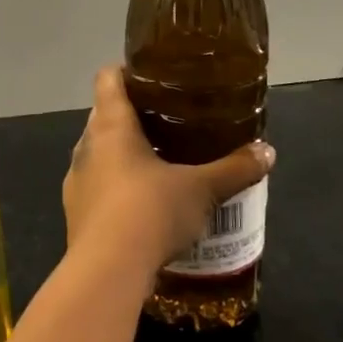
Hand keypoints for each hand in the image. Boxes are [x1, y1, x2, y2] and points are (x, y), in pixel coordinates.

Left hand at [63, 67, 273, 280]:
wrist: (107, 270)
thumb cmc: (150, 211)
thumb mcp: (201, 189)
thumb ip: (234, 168)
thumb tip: (267, 152)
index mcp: (111, 126)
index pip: (108, 78)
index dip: (127, 71)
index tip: (153, 77)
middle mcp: (86, 145)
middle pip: (104, 115)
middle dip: (133, 116)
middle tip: (169, 122)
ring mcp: (76, 179)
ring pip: (99, 153)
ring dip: (123, 154)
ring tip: (159, 163)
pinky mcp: (75, 212)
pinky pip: (97, 186)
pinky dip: (116, 187)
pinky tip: (142, 205)